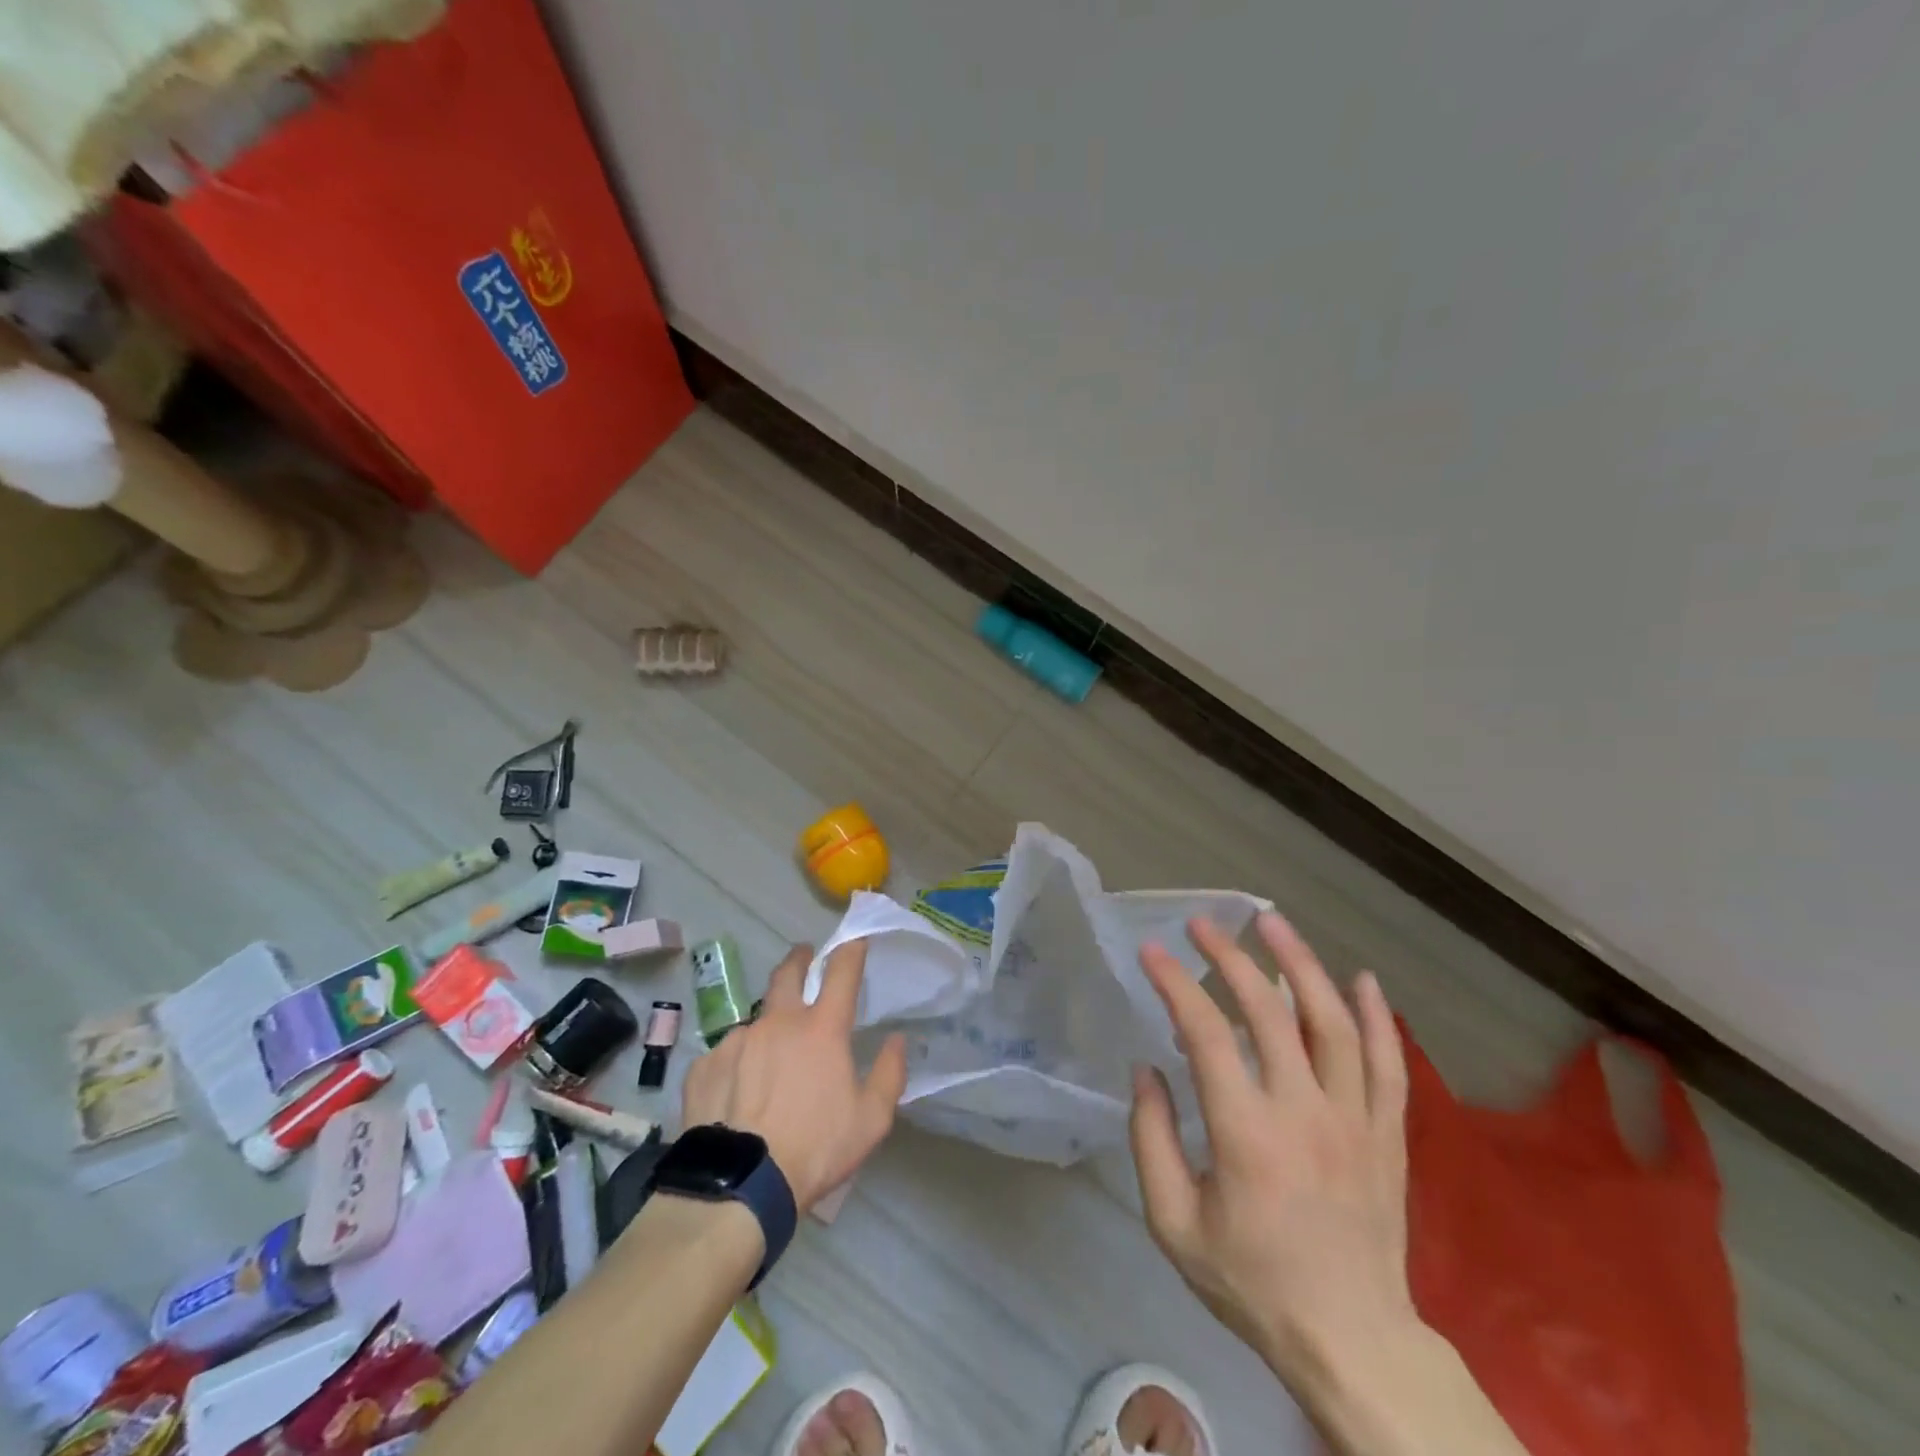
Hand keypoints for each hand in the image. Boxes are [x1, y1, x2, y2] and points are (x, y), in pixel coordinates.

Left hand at [681, 940, 907, 1212]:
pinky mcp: (705, 1065)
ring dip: (768, 1030)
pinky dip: (738, 1065)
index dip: (851, 950)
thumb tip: (898, 1040)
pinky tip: (737, 1096)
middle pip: (788, 972)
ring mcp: (737, 1040)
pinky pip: (726, 1055)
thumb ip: (889, 1074)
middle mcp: (778, 1022)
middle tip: (804, 958)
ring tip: (768, 1065)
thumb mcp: (870, 1120)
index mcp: (821, 1029)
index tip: (855, 942)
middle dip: (800, 959)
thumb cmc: (814, 1150)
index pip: (841, 971)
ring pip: (757, 1022)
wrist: (738, 1186)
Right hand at [1129, 912, 1414, 1383]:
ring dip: (1302, 964)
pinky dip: (1378, 1016)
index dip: (1176, 984)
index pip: (1208, 1034)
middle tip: (1203, 923)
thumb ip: (1151, 1138)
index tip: (1152, 951)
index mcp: (1247, 1134)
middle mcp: (1305, 1112)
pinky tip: (1362, 979)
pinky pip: (1388, 1063)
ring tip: (1273, 923)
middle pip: (1270, 1012)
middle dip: (1231, 957)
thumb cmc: (1252, 1282)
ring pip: (1334, 1023)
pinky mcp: (1388, 1134)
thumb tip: (1146, 1068)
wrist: (1351, 1341)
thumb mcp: (1173, 1223)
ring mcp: (1355, 1120)